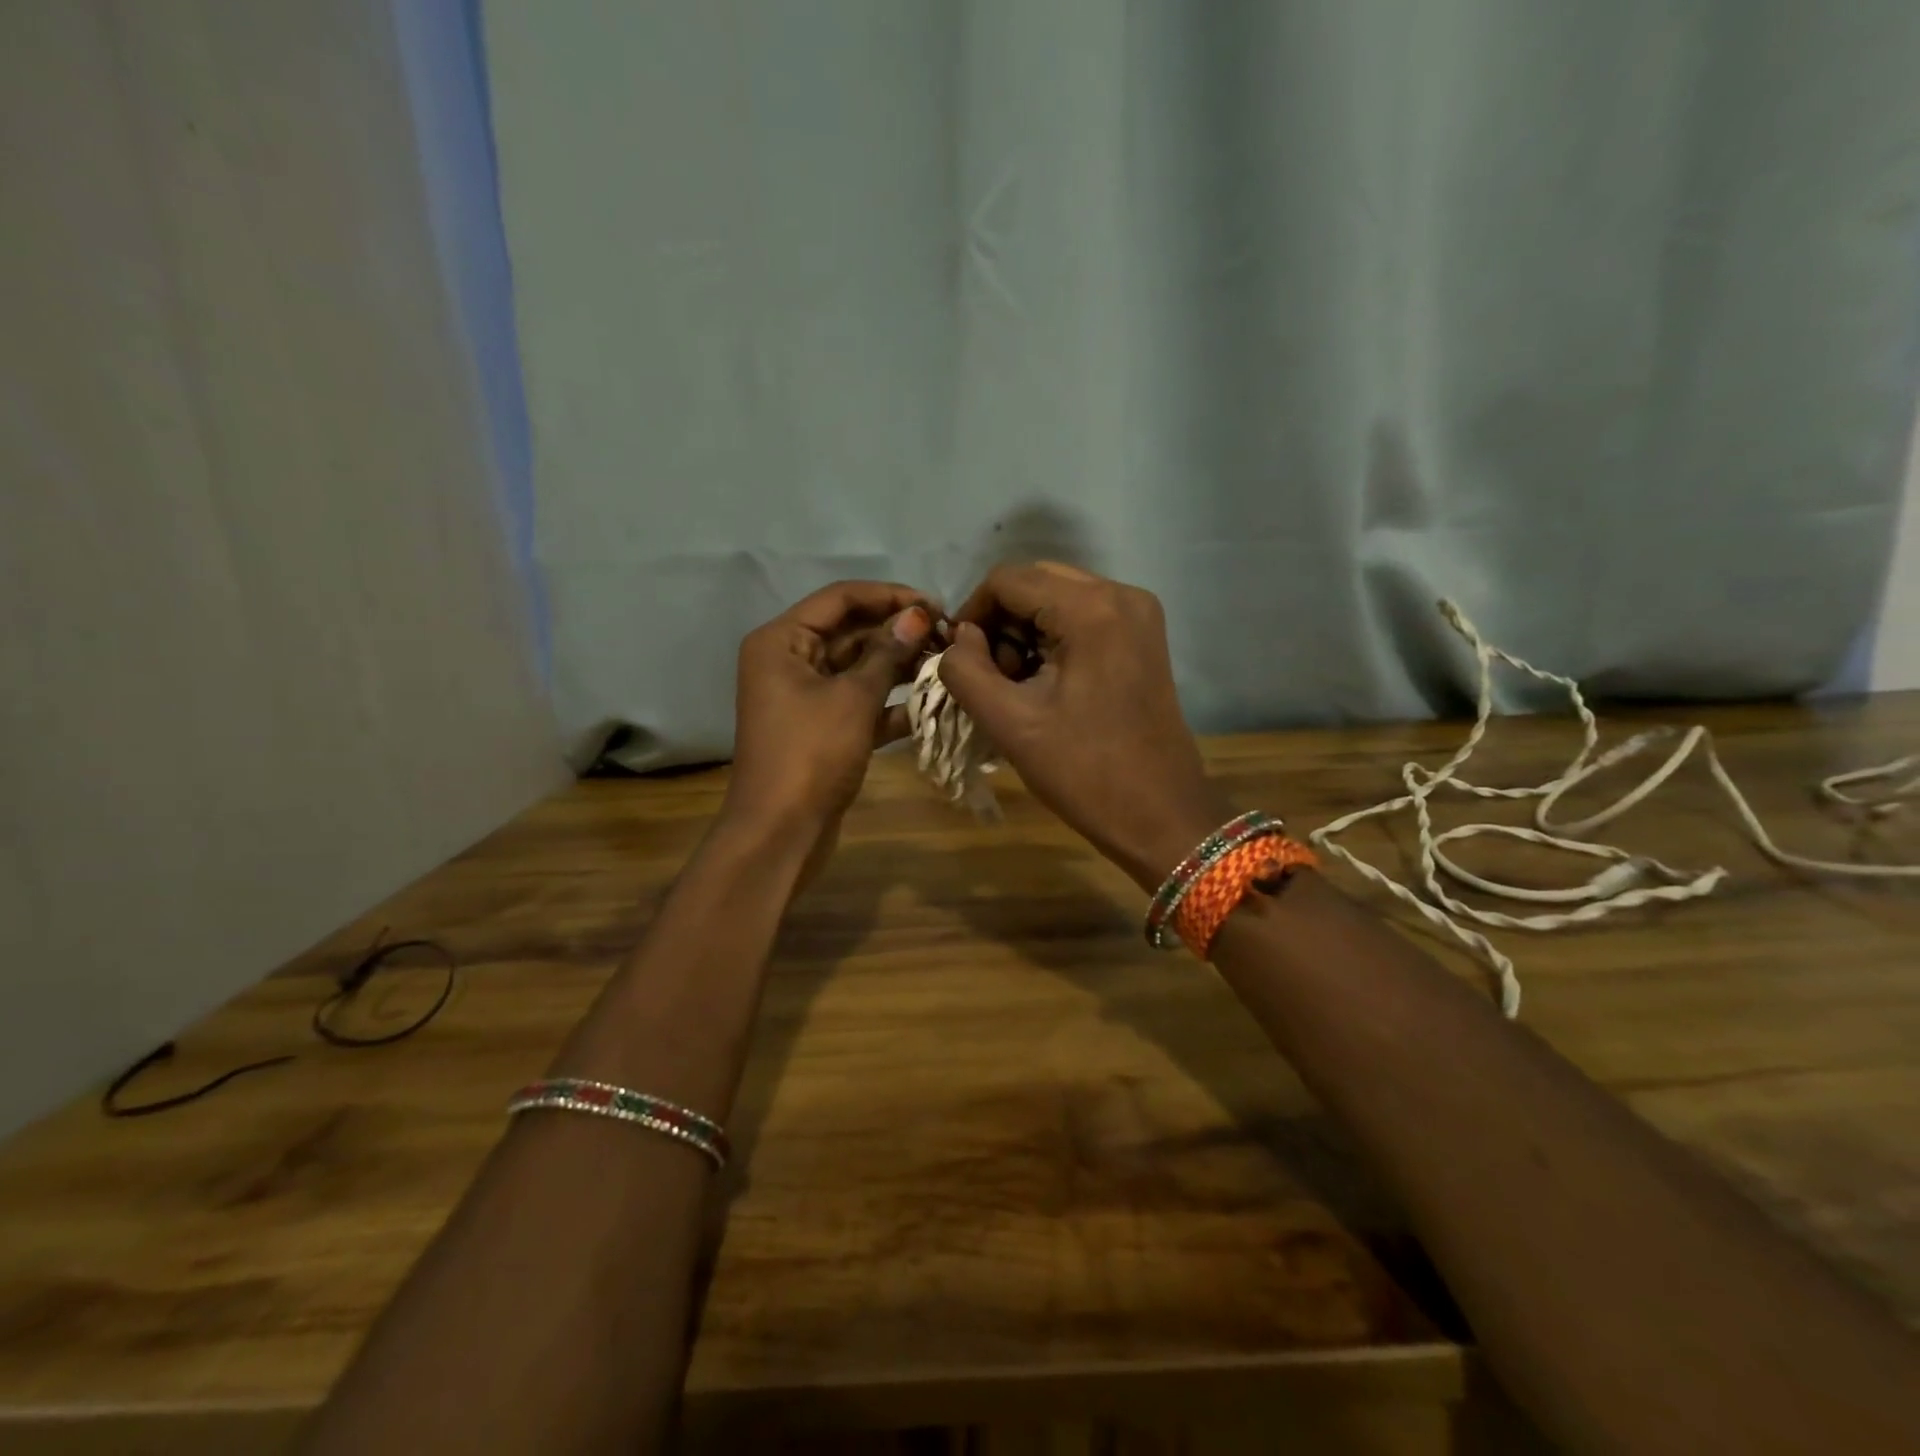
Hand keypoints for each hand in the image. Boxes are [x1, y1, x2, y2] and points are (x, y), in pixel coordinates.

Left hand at [724, 581, 934, 856]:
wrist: (781, 832)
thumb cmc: (811, 754)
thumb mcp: (853, 698)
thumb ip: (887, 653)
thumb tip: (917, 615)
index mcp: (783, 641)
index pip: (840, 598)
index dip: (889, 596)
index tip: (935, 605)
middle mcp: (790, 660)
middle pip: (851, 631)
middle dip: (898, 633)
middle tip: (949, 637)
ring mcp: (806, 697)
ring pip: (859, 668)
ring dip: (900, 667)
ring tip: (947, 665)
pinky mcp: (823, 728)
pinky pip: (860, 703)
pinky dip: (890, 704)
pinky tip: (932, 705)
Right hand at [937, 563, 1233, 890]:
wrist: (1160, 815)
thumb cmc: (1083, 772)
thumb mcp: (1009, 723)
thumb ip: (966, 670)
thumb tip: (960, 638)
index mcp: (1091, 609)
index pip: (1007, 579)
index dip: (972, 613)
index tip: (958, 658)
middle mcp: (1121, 594)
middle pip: (1035, 582)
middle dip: (1001, 622)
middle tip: (991, 675)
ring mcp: (1140, 614)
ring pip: (1058, 597)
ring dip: (1026, 631)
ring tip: (1017, 684)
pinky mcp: (1144, 636)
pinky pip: (1084, 616)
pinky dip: (1055, 638)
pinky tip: (1046, 681)